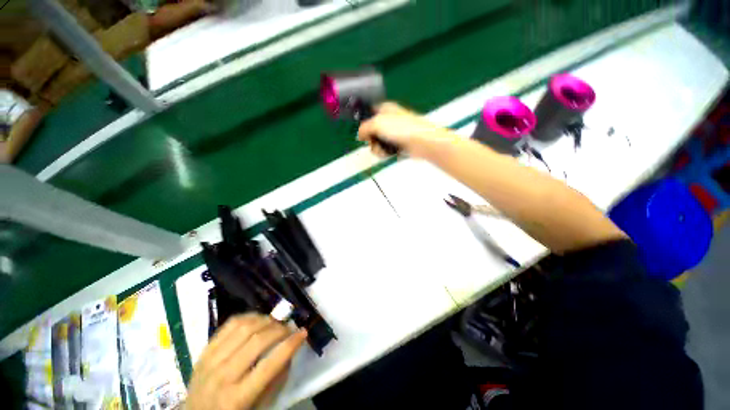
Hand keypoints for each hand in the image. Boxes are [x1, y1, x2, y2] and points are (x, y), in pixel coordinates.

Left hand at [186, 314, 307, 409]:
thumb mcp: (259, 407)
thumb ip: (276, 380)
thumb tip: (290, 350)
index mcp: (236, 398)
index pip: (270, 365)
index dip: (291, 344)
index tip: (303, 332)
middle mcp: (222, 376)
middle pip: (258, 340)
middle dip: (280, 329)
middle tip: (289, 328)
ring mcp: (210, 360)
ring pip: (244, 327)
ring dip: (266, 320)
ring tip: (275, 323)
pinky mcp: (205, 350)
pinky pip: (229, 324)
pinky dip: (249, 316)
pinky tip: (258, 319)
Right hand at [357, 102, 451, 158]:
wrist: (422, 142)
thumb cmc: (402, 129)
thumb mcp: (377, 123)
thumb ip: (364, 128)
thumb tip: (360, 135)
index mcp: (384, 109)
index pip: (368, 113)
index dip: (364, 123)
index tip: (363, 132)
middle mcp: (388, 120)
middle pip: (371, 132)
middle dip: (371, 140)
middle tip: (375, 142)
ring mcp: (394, 133)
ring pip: (377, 143)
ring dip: (378, 149)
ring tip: (385, 150)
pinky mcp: (398, 145)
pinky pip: (386, 150)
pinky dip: (386, 153)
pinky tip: (390, 154)